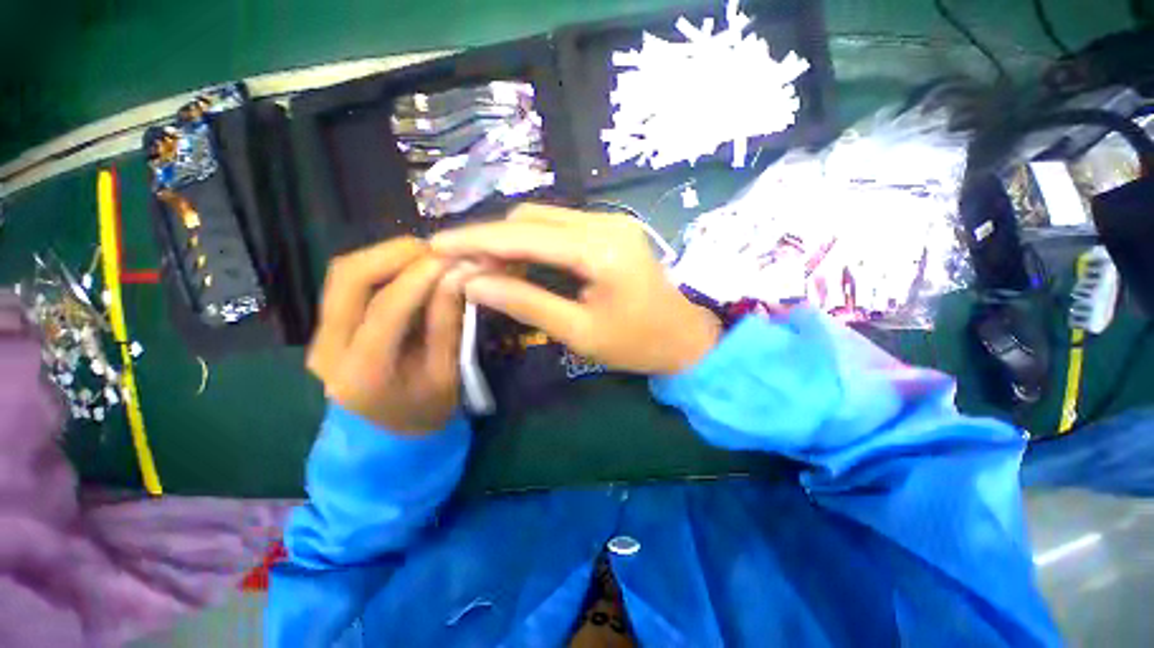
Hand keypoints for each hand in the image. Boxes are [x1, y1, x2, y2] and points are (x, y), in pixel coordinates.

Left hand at [307, 237, 464, 434]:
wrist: (389, 437)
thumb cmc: (426, 411)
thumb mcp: (446, 373)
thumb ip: (448, 323)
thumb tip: (458, 276)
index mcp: (363, 374)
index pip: (386, 309)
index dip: (419, 277)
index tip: (452, 259)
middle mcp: (328, 350)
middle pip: (348, 279)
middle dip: (393, 253)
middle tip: (435, 249)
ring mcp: (320, 336)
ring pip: (344, 274)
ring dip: (386, 256)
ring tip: (426, 256)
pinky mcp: (327, 327)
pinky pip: (349, 283)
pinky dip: (380, 267)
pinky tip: (409, 269)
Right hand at [432, 205, 720, 374]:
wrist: (684, 338)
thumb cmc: (637, 344)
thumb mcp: (579, 332)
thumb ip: (526, 303)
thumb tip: (473, 284)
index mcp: (599, 249)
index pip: (524, 236)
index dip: (477, 240)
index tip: (437, 246)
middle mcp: (604, 223)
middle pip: (531, 219)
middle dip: (492, 240)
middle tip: (466, 269)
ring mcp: (610, 222)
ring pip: (544, 220)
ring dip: (512, 242)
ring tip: (488, 270)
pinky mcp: (611, 231)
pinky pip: (561, 229)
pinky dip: (534, 245)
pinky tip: (520, 265)